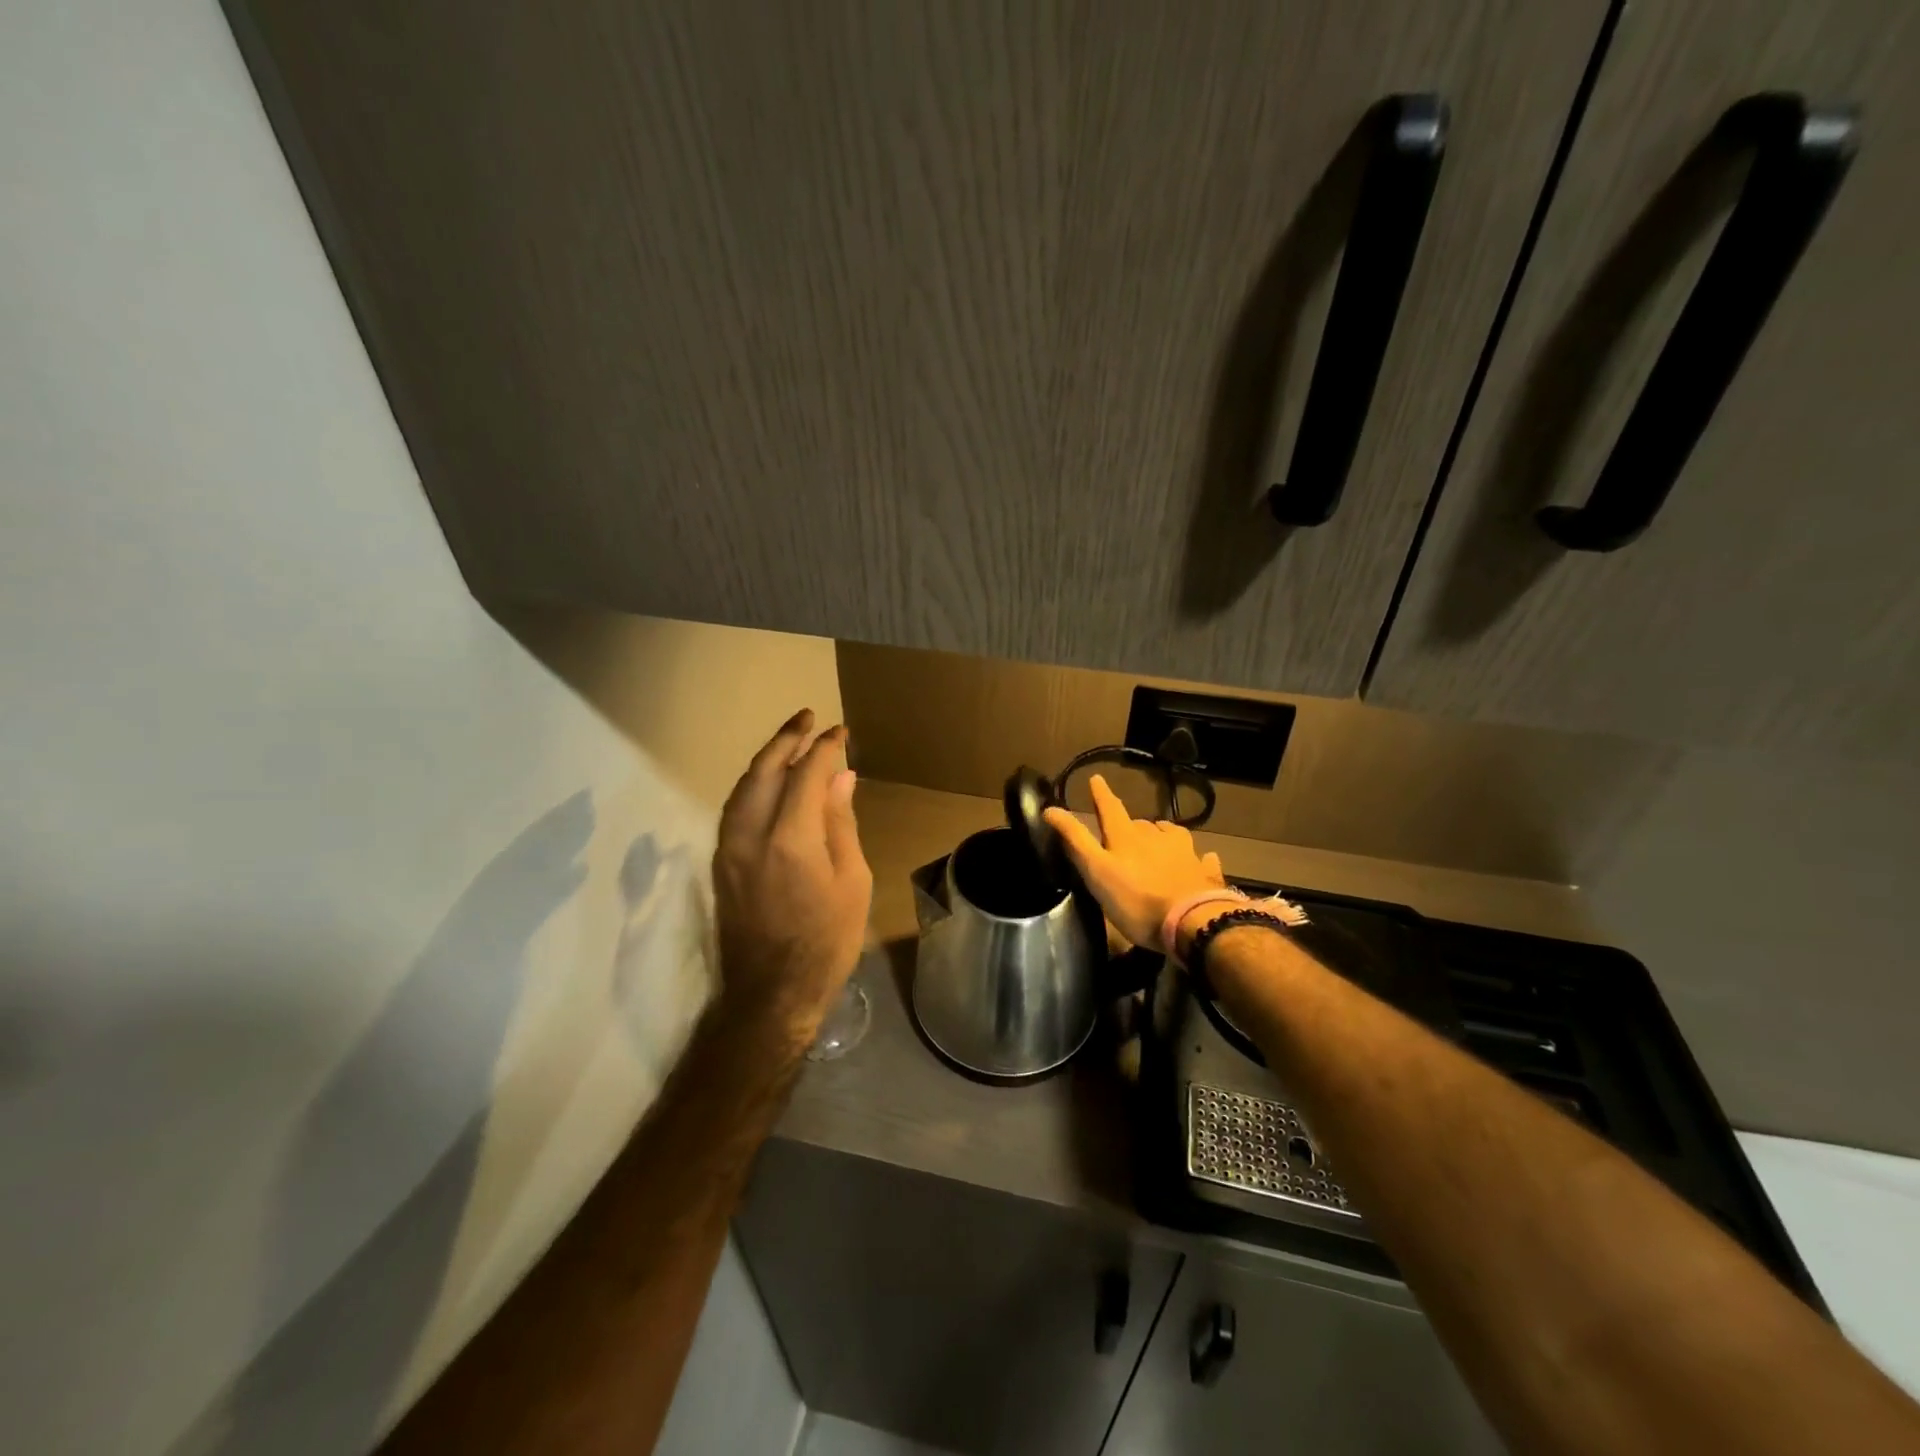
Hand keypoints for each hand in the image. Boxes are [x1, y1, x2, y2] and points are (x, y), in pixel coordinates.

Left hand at [713, 709, 873, 1048]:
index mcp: (790, 839)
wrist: (771, 993)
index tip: (841, 732)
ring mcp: (728, 848)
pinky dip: (752, 785)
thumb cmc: (826, 941)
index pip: (805, 774)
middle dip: (786, 738)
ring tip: (789, 741)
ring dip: (765, 759)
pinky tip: (768, 782)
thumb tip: (840, 777)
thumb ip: (840, 823)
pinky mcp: (720, 863)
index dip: (824, 748)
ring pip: (742, 787)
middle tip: (808, 717)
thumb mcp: (852, 882)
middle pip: (764, 770)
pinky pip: (734, 808)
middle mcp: (750, 834)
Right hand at [1043, 774, 1224, 952]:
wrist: (1193, 923)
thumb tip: (1050, 809)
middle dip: (1130, 823)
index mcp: (1127, 837)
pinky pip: (1202, 858)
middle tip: (1123, 830)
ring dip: (1162, 833)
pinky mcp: (1204, 873)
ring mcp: (1184, 854)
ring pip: (1171, 834)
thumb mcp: (1097, 871)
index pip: (1110, 809)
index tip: (1096, 778)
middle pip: (1140, 824)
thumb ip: (1076, 840)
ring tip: (1158, 837)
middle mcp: (1157, 838)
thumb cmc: (1137, 901)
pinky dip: (1198, 856)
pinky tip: (1203, 858)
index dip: (1101, 794)